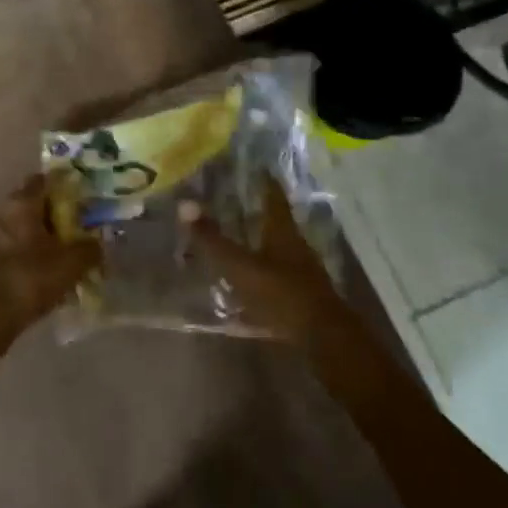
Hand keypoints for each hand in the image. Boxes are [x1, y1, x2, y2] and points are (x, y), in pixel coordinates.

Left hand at [0, 174, 98, 359]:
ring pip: (24, 229)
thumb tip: (97, 243)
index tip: (84, 199)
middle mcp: (2, 212)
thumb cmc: (31, 278)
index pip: (45, 181)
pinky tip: (47, 274)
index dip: (66, 187)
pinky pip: (14, 250)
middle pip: (34, 206)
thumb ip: (90, 248)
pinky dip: (30, 256)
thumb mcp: (72, 263)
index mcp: (21, 202)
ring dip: (43, 239)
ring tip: (66, 256)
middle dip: (57, 216)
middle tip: (80, 231)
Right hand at [186, 182, 356, 348]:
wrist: (323, 339)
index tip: (255, 167)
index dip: (264, 181)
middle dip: (257, 210)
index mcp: (283, 231)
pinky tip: (247, 277)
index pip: (273, 196)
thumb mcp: (241, 267)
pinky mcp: (301, 295)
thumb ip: (213, 239)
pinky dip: (262, 268)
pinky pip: (277, 272)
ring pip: (277, 246)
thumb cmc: (282, 294)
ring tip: (236, 236)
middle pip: (276, 221)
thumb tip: (184, 204)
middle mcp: (295, 245)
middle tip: (234, 200)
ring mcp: (301, 271)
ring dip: (259, 240)